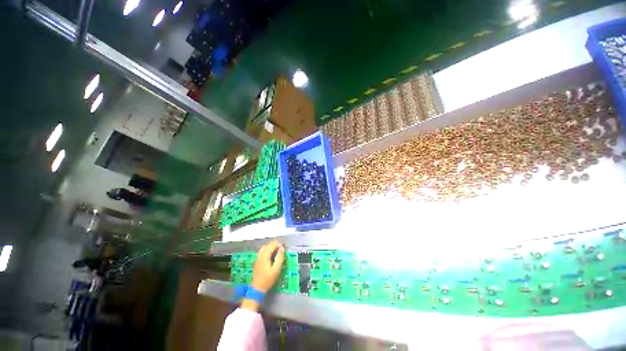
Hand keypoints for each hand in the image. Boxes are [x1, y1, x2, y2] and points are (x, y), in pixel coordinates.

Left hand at [251, 241, 284, 292]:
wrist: (257, 288)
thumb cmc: (267, 279)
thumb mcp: (276, 269)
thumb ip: (280, 258)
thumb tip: (282, 248)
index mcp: (265, 255)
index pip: (273, 244)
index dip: (279, 245)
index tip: (284, 250)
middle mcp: (260, 254)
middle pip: (268, 245)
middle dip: (275, 246)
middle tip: (281, 252)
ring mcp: (257, 257)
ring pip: (265, 247)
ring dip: (271, 248)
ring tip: (277, 254)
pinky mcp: (257, 260)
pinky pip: (262, 251)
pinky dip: (267, 251)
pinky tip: (271, 257)